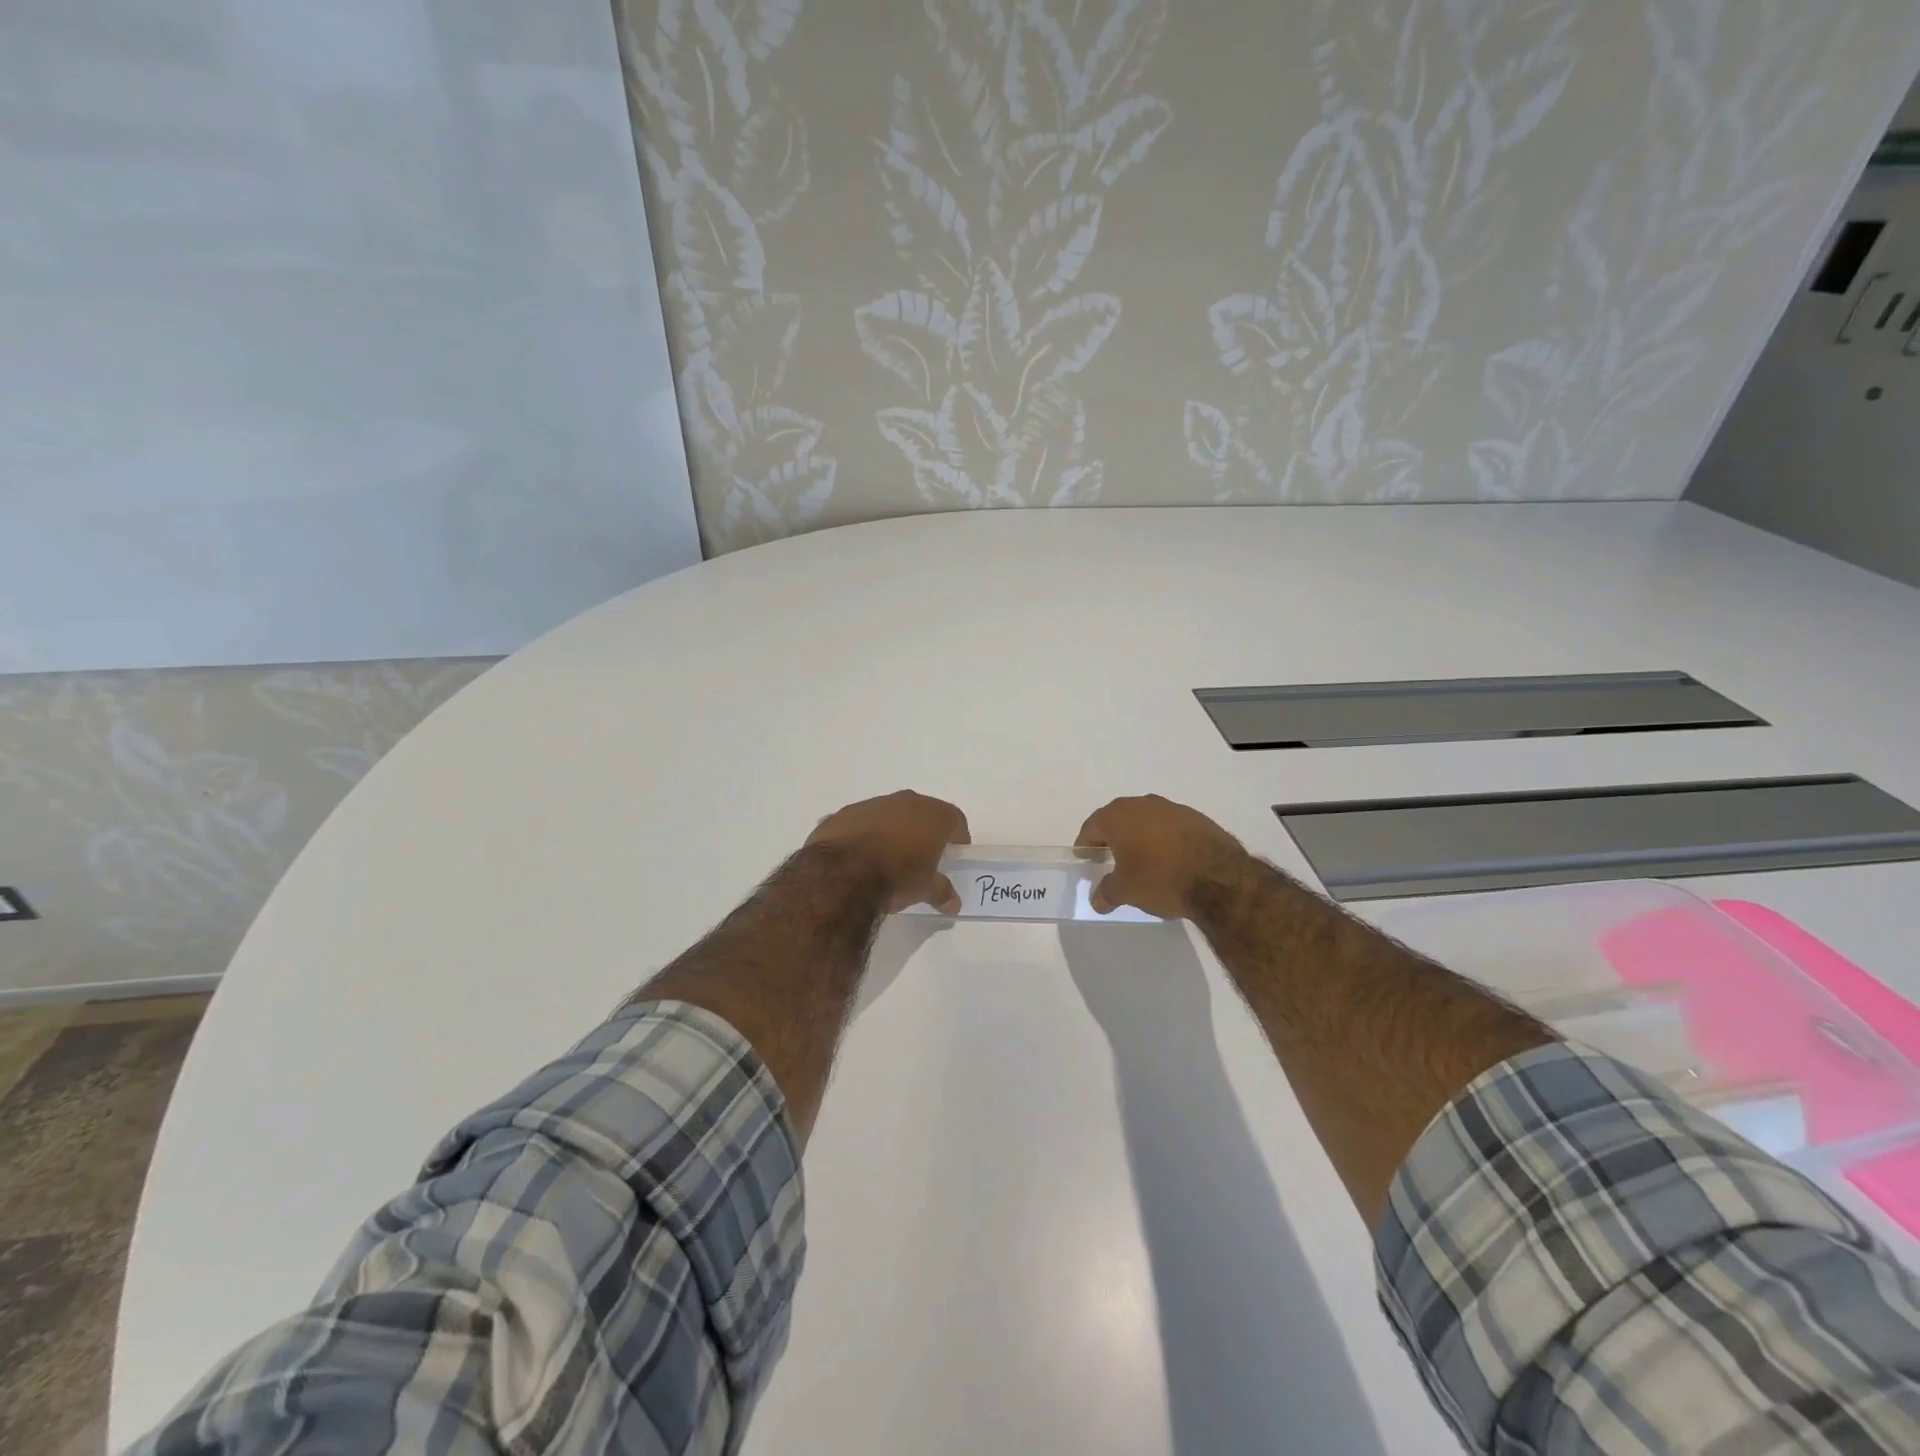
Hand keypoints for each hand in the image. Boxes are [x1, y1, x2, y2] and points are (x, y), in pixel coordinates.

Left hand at [806, 791, 969, 914]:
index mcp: (932, 815)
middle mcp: (905, 801)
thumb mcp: (924, 889)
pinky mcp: (844, 813)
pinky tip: (859, 857)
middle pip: (922, 813)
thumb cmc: (896, 877)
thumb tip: (953, 904)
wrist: (841, 873)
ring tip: (887, 858)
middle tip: (922, 857)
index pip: (955, 820)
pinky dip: (865, 835)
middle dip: (924, 832)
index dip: (957, 837)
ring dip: (892, 830)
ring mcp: (872, 804)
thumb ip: (941, 892)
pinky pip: (862, 822)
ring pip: (890, 814)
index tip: (953, 855)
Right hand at [1075, 794, 1248, 918]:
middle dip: (1112, 838)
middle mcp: (1142, 804)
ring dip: (1140, 836)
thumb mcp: (1126, 891)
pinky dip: (1164, 839)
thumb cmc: (1160, 879)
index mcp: (1118, 817)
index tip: (1086, 858)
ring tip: (1141, 860)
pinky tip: (1169, 859)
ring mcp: (1171, 808)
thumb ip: (1107, 892)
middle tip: (1109, 858)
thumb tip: (1097, 899)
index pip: (1092, 827)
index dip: (1086, 844)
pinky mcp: (1197, 817)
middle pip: (1118, 819)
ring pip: (1146, 820)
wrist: (1219, 878)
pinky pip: (1169, 826)